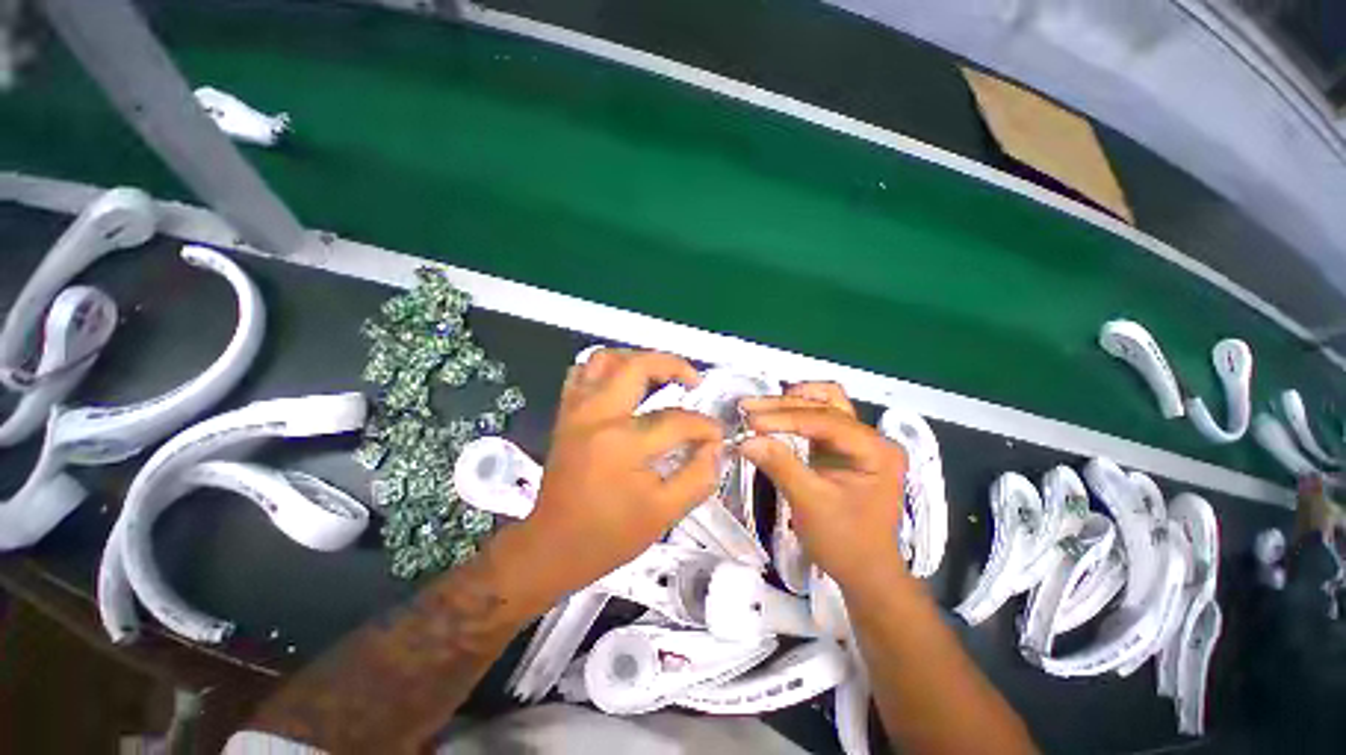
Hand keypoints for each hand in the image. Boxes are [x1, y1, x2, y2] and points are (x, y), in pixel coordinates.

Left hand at [522, 349, 723, 600]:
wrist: (553, 546)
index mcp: (623, 443)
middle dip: (673, 365)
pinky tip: (625, 383)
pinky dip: (608, 369)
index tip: (716, 436)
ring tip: (661, 374)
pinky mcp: (566, 413)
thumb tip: (714, 447)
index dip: (704, 426)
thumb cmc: (609, 534)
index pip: (677, 420)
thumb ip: (699, 476)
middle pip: (637, 366)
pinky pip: (584, 372)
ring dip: (638, 359)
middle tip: (694, 380)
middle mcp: (597, 415)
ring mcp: (576, 410)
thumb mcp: (665, 514)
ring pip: (606, 358)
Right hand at [740, 383, 908, 591]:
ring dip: (789, 404)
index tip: (751, 422)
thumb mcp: (810, 503)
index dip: (785, 418)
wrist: (865, 572)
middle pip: (825, 406)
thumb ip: (780, 465)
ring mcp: (858, 441)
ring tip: (758, 407)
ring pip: (823, 405)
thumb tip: (745, 440)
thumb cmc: (844, 542)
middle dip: (783, 407)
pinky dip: (794, 415)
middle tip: (747, 409)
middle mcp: (872, 438)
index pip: (826, 421)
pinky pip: (818, 420)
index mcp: (876, 450)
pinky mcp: (842, 448)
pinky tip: (773, 415)